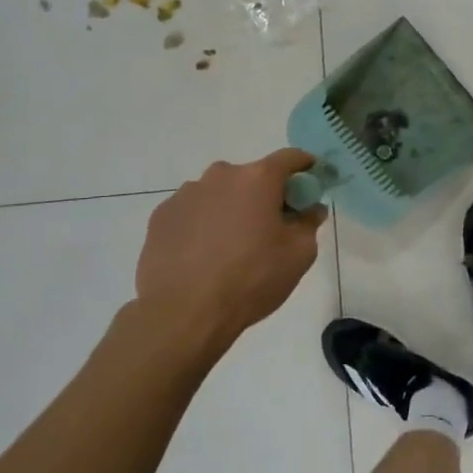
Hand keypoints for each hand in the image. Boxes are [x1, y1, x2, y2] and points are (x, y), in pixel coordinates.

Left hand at [126, 148, 326, 364]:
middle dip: (265, 194)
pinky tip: (204, 255)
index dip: (306, 167)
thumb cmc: (251, 279)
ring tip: (232, 246)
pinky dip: (203, 224)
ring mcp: (185, 194)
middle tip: (271, 226)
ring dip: (231, 209)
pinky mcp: (160, 217)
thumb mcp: (299, 254)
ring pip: (220, 194)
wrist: (183, 314)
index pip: (290, 158)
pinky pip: (193, 212)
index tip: (312, 184)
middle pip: (252, 176)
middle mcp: (220, 176)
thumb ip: (309, 223)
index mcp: (257, 178)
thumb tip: (310, 209)